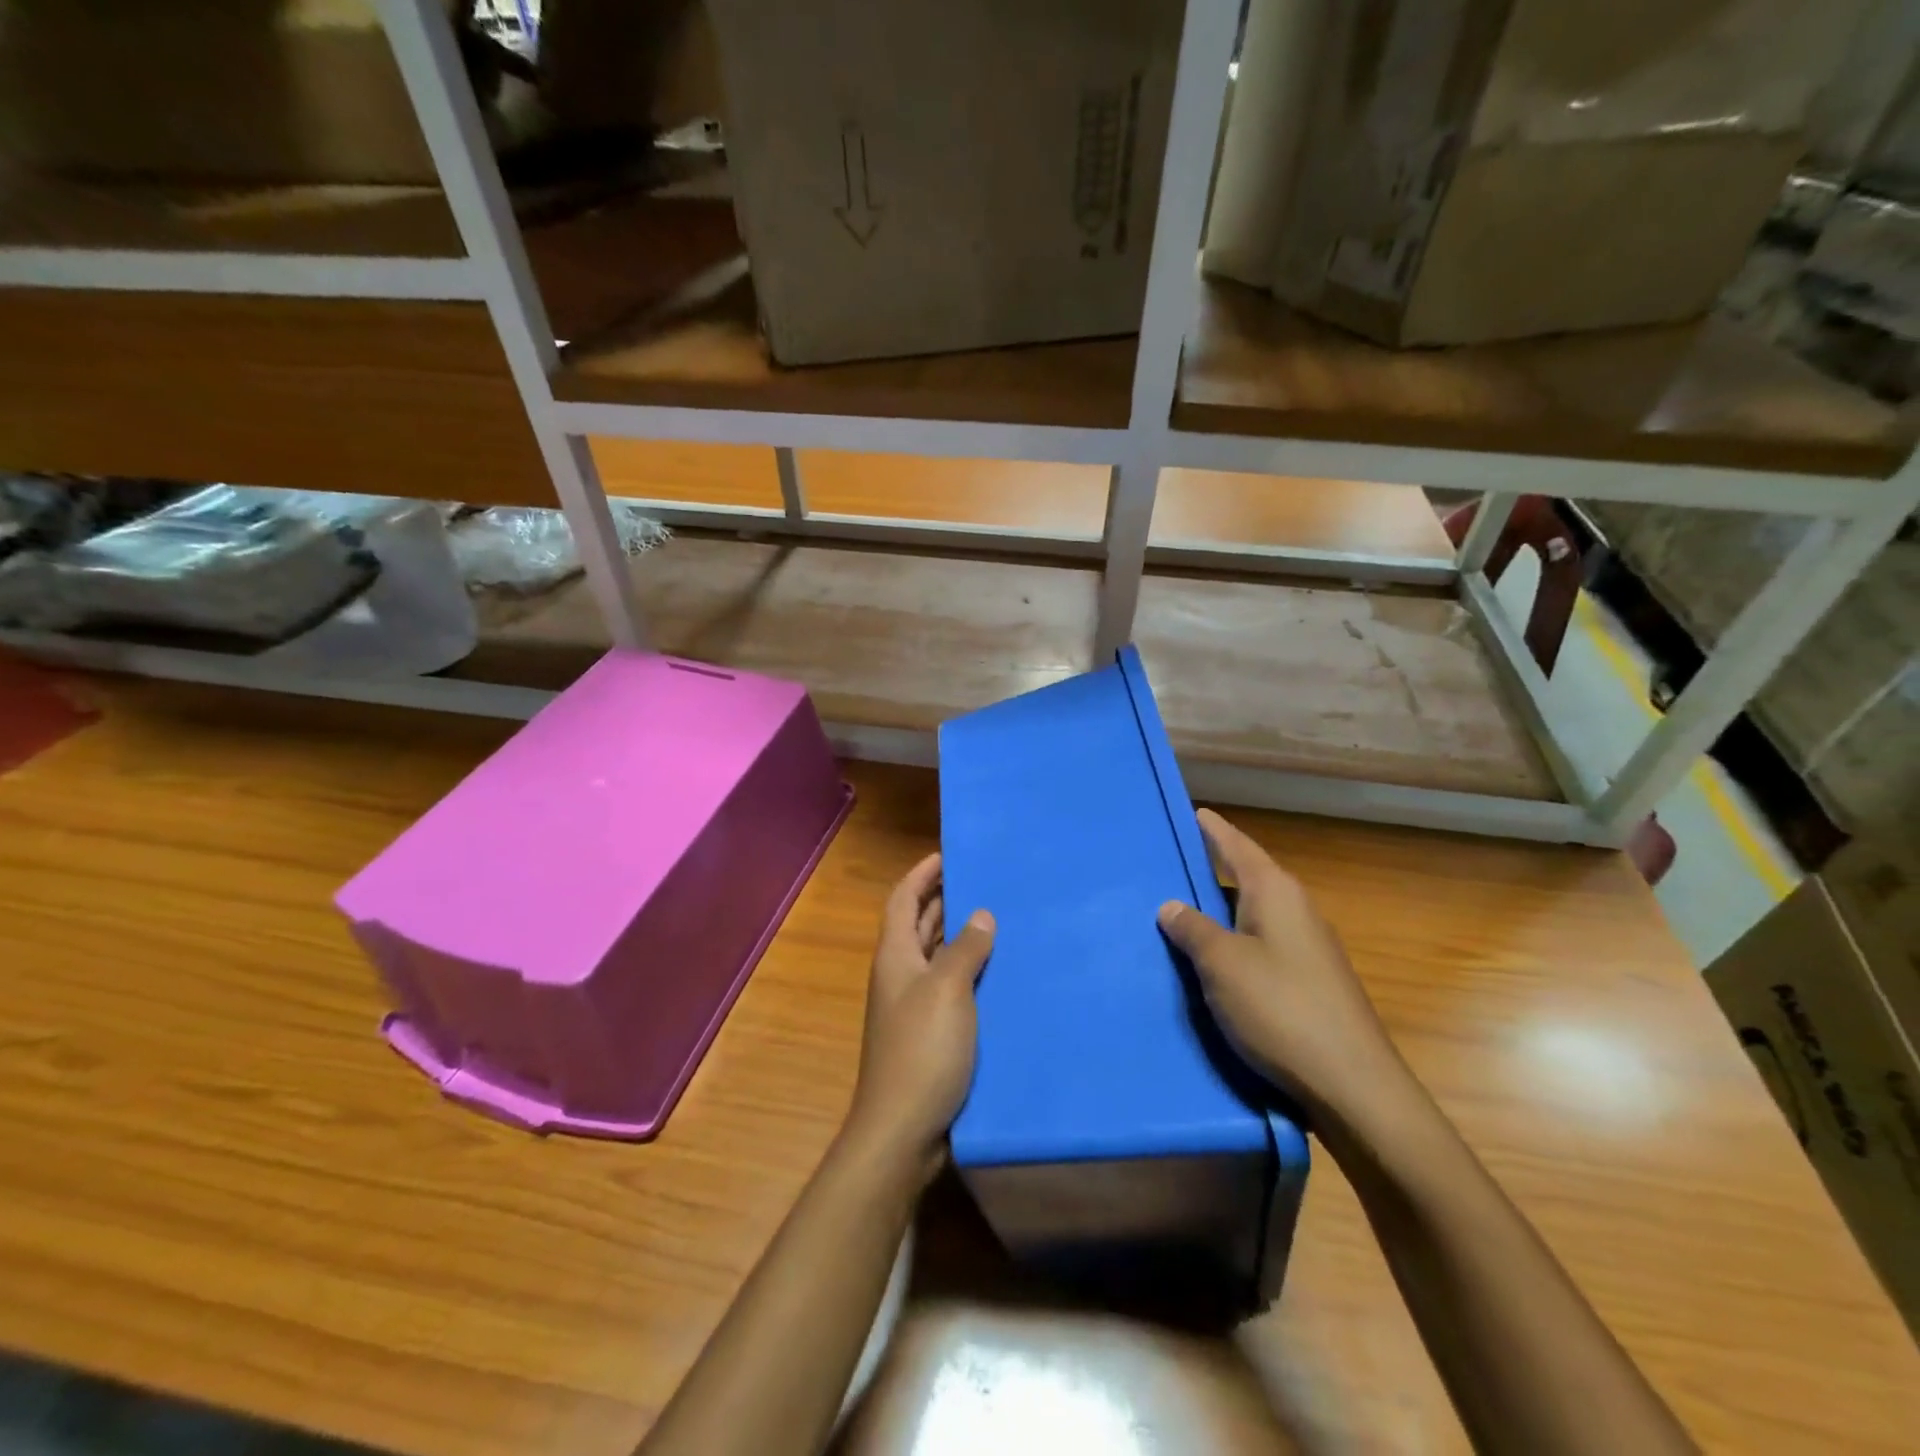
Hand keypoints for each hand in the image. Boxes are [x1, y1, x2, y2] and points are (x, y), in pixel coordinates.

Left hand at [845, 853, 995, 1177]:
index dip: (922, 874)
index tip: (949, 854)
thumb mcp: (947, 990)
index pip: (903, 899)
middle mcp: (900, 975)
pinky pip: (950, 987)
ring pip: (936, 956)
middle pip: (918, 925)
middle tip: (983, 881)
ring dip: (959, 936)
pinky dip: (969, 972)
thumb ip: (964, 949)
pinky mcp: (930, 1034)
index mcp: (896, 956)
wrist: (902, 1129)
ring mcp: (913, 1006)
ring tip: (998, 918)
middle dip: (944, 899)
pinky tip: (999, 974)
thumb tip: (980, 914)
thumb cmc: (922, 1050)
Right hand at [1158, 809, 1405, 1124]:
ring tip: (1179, 912)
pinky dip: (1232, 942)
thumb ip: (1192, 929)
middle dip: (1210, 870)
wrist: (1353, 1085)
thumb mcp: (1222, 965)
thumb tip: (1171, 905)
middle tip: (1170, 865)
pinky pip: (1260, 945)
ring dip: (1218, 912)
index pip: (1237, 846)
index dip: (1213, 829)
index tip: (1193, 811)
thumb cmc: (1281, 1009)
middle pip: (1246, 878)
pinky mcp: (1309, 981)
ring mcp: (1307, 948)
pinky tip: (1212, 961)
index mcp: (1276, 893)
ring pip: (1251, 915)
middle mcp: (1296, 910)